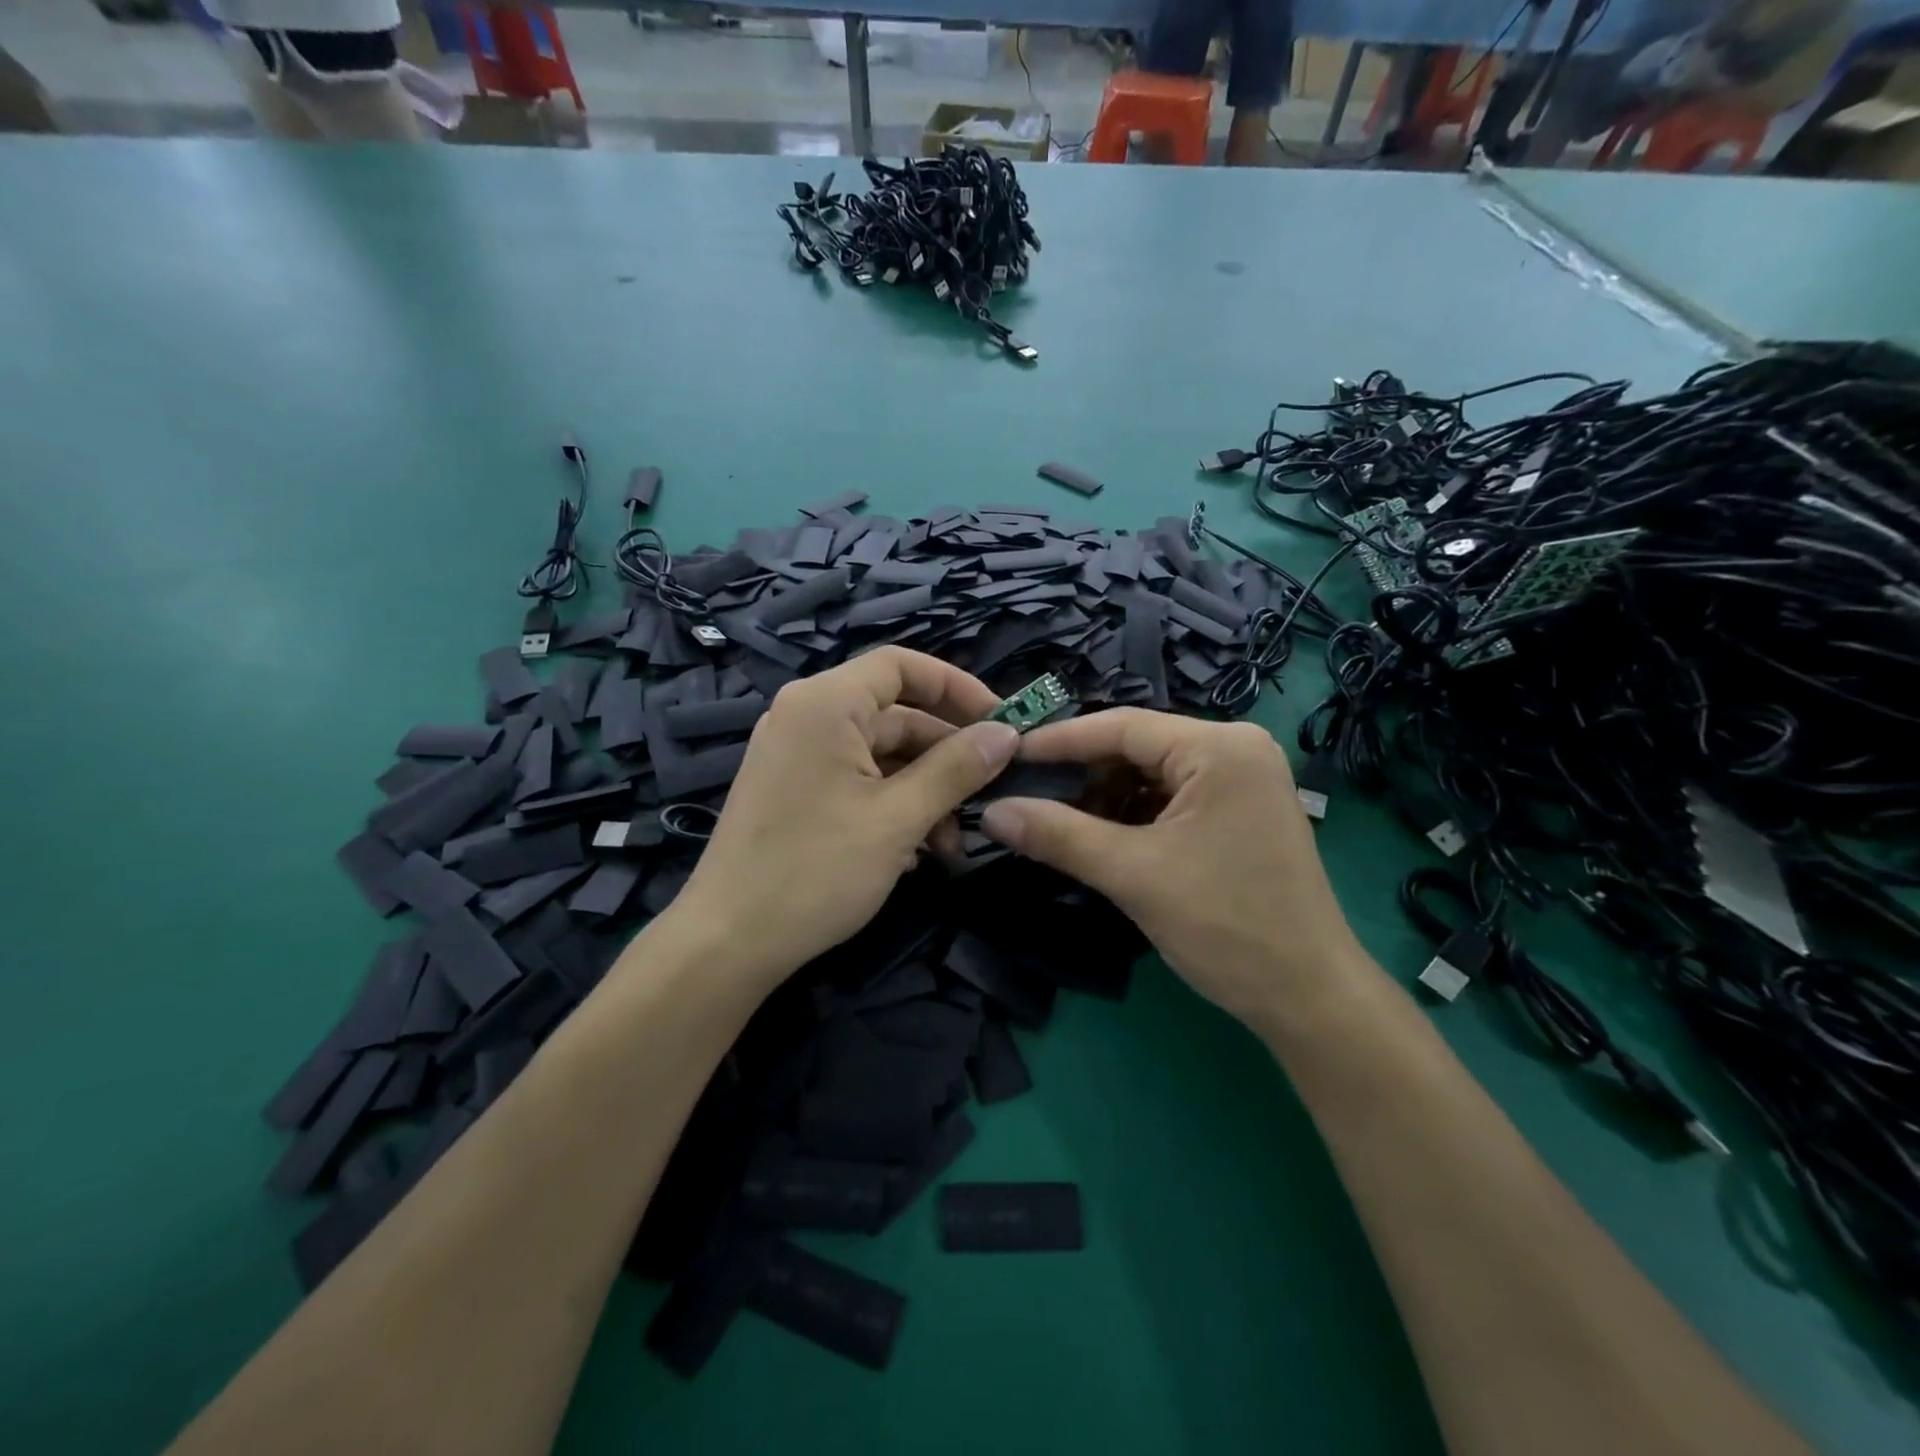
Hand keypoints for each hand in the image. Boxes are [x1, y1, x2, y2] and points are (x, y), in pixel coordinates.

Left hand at [676, 648, 1018, 985]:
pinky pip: (857, 780)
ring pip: (881, 755)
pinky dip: (893, 805)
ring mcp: (797, 755)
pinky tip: (916, 851)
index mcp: (825, 703)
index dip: (956, 686)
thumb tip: (1007, 734)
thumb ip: (956, 770)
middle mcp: (807, 716)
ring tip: (951, 844)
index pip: (902, 665)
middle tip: (989, 794)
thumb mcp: (898, 819)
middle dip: (946, 756)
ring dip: (925, 791)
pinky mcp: (795, 790)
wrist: (728, 942)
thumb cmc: (816, 870)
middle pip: (896, 714)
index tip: (1001, 722)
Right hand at [979, 710, 1368, 1029]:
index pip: (1122, 726)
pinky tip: (1101, 839)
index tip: (1007, 754)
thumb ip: (1058, 835)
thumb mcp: (1133, 874)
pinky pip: (1172, 798)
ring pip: (1152, 775)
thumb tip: (991, 812)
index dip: (1059, 741)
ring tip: (1058, 823)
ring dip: (1106, 799)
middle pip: (1138, 748)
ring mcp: (1243, 781)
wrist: (1309, 997)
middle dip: (1082, 775)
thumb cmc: (1226, 926)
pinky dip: (1134, 816)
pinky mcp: (1241, 812)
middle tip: (1027, 794)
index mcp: (1220, 747)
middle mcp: (1237, 749)